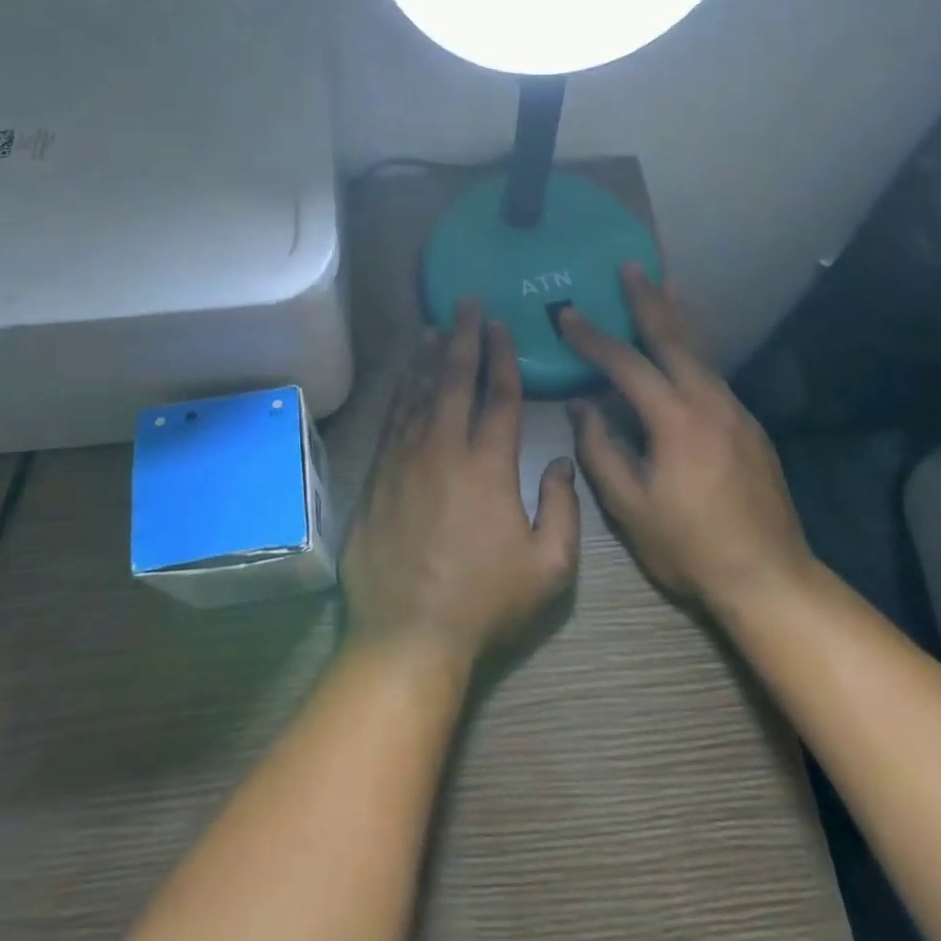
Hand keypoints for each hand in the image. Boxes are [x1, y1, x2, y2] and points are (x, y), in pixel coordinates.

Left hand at [343, 301, 581, 672]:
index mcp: (489, 467)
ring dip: (429, 358)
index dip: (502, 357)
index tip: (500, 326)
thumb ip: (563, 509)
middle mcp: (443, 450)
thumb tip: (559, 463)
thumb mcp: (549, 568)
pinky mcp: (377, 476)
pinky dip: (401, 392)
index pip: (499, 397)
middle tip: (466, 305)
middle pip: (455, 381)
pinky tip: (406, 377)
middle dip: (464, 339)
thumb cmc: (484, 604)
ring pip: (419, 394)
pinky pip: (392, 420)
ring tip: (435, 328)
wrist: (408, 635)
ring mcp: (404, 460)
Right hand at [559, 265, 813, 608]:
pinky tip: (682, 352)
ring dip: (676, 318)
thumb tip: (581, 406)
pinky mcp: (750, 427)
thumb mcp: (629, 506)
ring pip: (699, 352)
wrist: (770, 579)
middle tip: (631, 266)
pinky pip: (712, 374)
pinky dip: (692, 351)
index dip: (593, 338)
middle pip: (674, 338)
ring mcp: (736, 412)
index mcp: (676, 419)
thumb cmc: (690, 546)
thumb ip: (600, 449)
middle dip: (648, 300)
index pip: (626, 364)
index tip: (566, 315)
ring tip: (663, 288)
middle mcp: (710, 402)